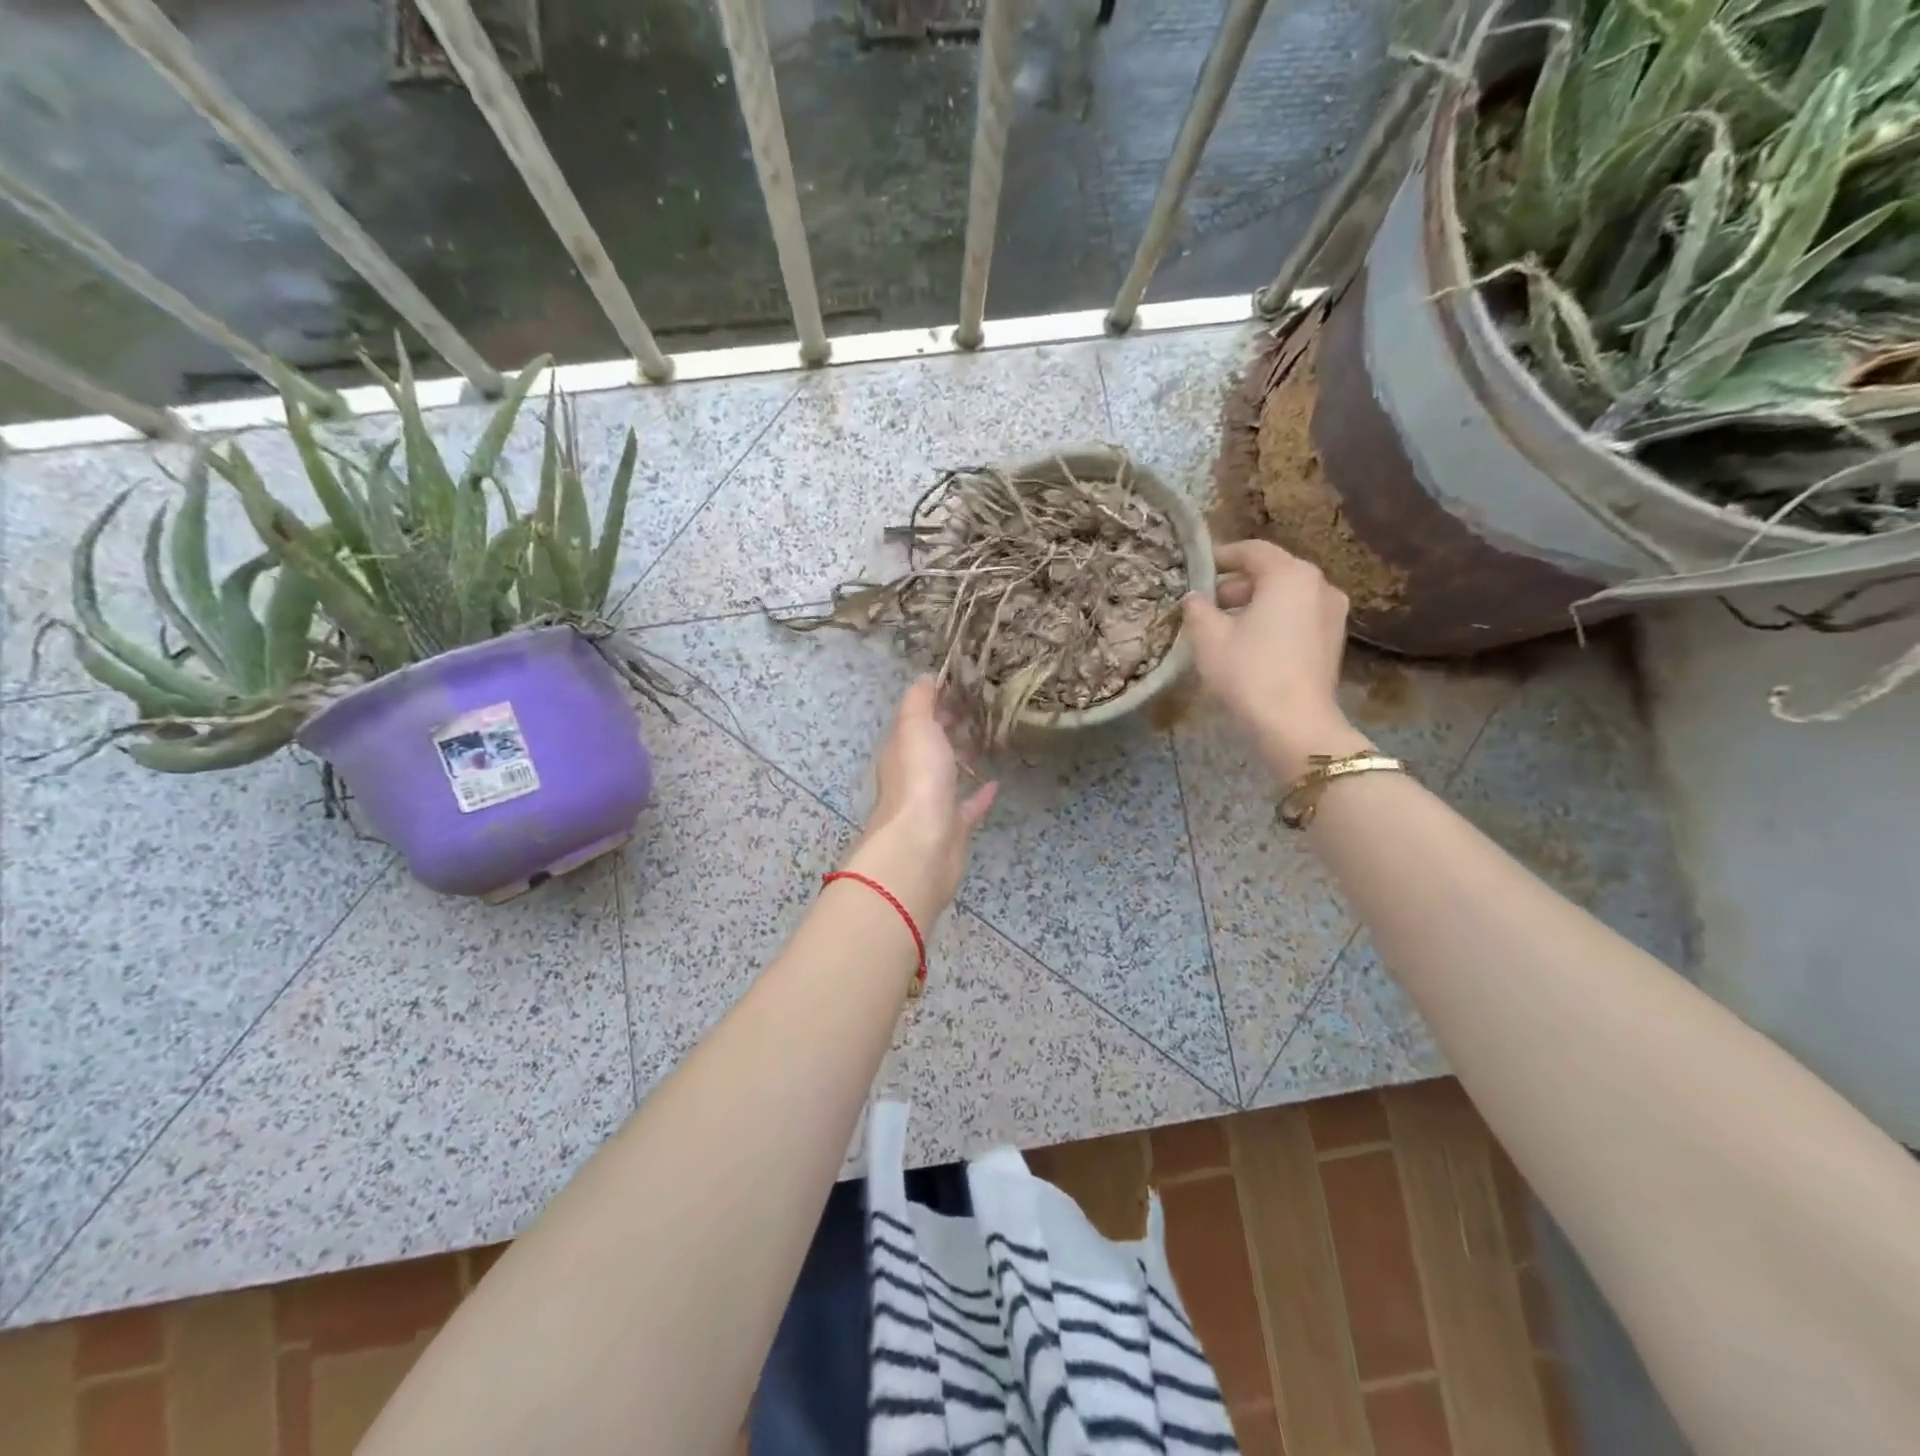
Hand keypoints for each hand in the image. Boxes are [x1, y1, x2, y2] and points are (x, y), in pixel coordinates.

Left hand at [841, 678, 997, 929]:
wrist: (921, 844)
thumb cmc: (918, 779)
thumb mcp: (915, 727)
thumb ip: (919, 701)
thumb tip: (927, 677)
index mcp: (901, 748)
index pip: (917, 717)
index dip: (937, 698)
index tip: (965, 682)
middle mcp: (913, 773)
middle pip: (932, 743)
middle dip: (951, 724)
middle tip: (983, 706)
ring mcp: (932, 802)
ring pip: (949, 773)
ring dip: (964, 757)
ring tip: (991, 738)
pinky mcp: (952, 827)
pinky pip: (968, 806)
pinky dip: (980, 794)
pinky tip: (996, 783)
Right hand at [1181, 539, 1371, 778]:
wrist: (1295, 726)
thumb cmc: (1249, 672)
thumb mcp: (1209, 638)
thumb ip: (1197, 609)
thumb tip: (1193, 598)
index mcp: (1290, 575)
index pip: (1252, 551)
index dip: (1221, 556)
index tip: (1196, 568)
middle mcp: (1319, 586)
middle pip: (1271, 573)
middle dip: (1235, 585)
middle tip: (1203, 604)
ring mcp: (1332, 615)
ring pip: (1285, 598)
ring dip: (1253, 605)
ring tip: (1221, 627)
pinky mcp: (1332, 642)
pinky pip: (1297, 619)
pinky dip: (1272, 622)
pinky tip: (1247, 645)